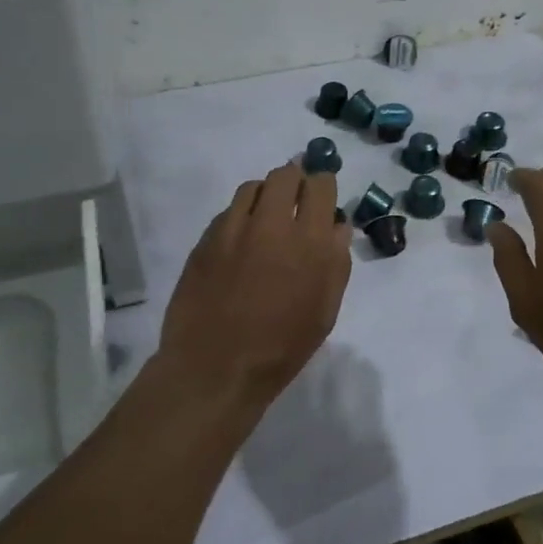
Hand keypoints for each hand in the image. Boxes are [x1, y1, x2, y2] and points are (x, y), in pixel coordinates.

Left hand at [156, 163, 352, 409]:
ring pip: (253, 186)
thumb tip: (337, 226)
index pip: (320, 185)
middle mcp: (272, 224)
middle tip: (295, 200)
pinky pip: (227, 211)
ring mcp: (234, 228)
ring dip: (265, 195)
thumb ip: (336, 262)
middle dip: (295, 180)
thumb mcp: (325, 311)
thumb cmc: (281, 347)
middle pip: (285, 174)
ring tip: (265, 218)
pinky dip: (239, 216)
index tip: (321, 195)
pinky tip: (240, 241)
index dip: (323, 185)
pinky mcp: (205, 239)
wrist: (215, 368)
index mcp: (310, 242)